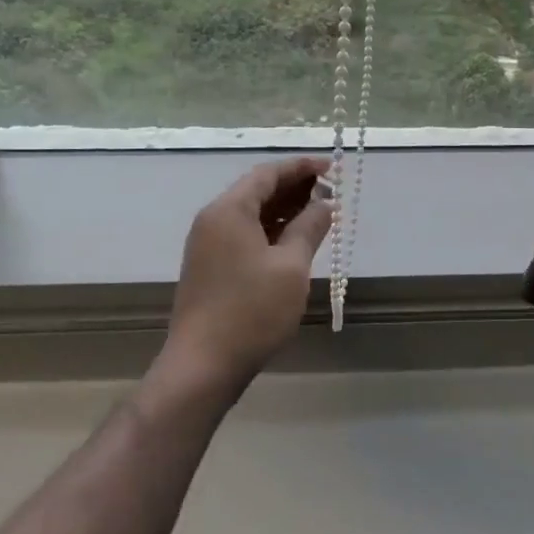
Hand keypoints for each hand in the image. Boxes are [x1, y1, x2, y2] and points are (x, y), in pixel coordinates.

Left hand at [162, 157, 334, 393]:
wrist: (202, 366)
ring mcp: (207, 245)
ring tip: (319, 214)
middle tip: (330, 191)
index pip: (268, 173)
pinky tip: (294, 241)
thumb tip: (325, 204)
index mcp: (229, 210)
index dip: (301, 167)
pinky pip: (243, 235)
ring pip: (250, 214)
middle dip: (294, 187)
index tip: (331, 167)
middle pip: (257, 190)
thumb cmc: (251, 311)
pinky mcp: (209, 267)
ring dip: (284, 210)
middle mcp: (213, 220)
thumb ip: (309, 228)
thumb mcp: (291, 267)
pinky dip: (270, 231)